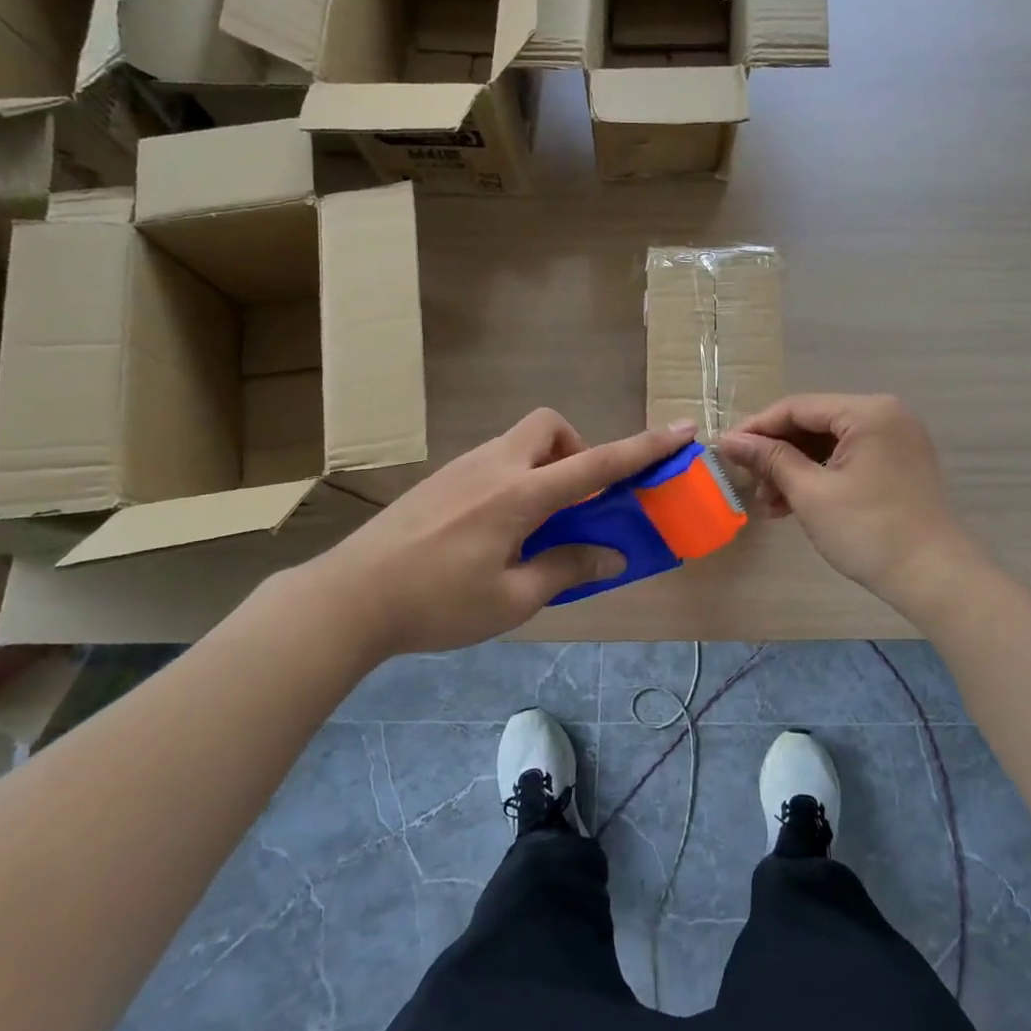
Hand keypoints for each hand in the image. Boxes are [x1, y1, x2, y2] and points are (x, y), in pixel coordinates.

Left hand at [296, 410, 695, 656]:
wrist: (349, 598)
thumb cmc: (436, 604)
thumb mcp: (512, 599)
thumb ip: (566, 568)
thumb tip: (611, 555)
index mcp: (519, 495)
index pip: (596, 464)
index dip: (644, 447)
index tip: (681, 430)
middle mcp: (494, 467)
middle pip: (550, 427)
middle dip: (576, 451)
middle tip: (573, 502)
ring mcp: (463, 468)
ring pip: (520, 444)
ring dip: (546, 470)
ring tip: (535, 528)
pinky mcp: (442, 480)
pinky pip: (495, 463)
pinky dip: (517, 482)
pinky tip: (495, 534)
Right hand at [721, 394, 980, 601]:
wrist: (935, 577)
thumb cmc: (869, 531)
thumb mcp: (811, 493)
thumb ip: (770, 460)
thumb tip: (730, 440)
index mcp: (868, 412)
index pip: (797, 407)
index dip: (757, 427)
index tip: (725, 450)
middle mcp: (885, 415)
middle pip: (814, 423)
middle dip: (777, 453)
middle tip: (748, 481)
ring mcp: (896, 439)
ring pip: (829, 443)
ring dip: (796, 469)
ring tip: (769, 504)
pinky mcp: (899, 464)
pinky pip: (849, 458)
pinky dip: (821, 477)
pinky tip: (795, 505)